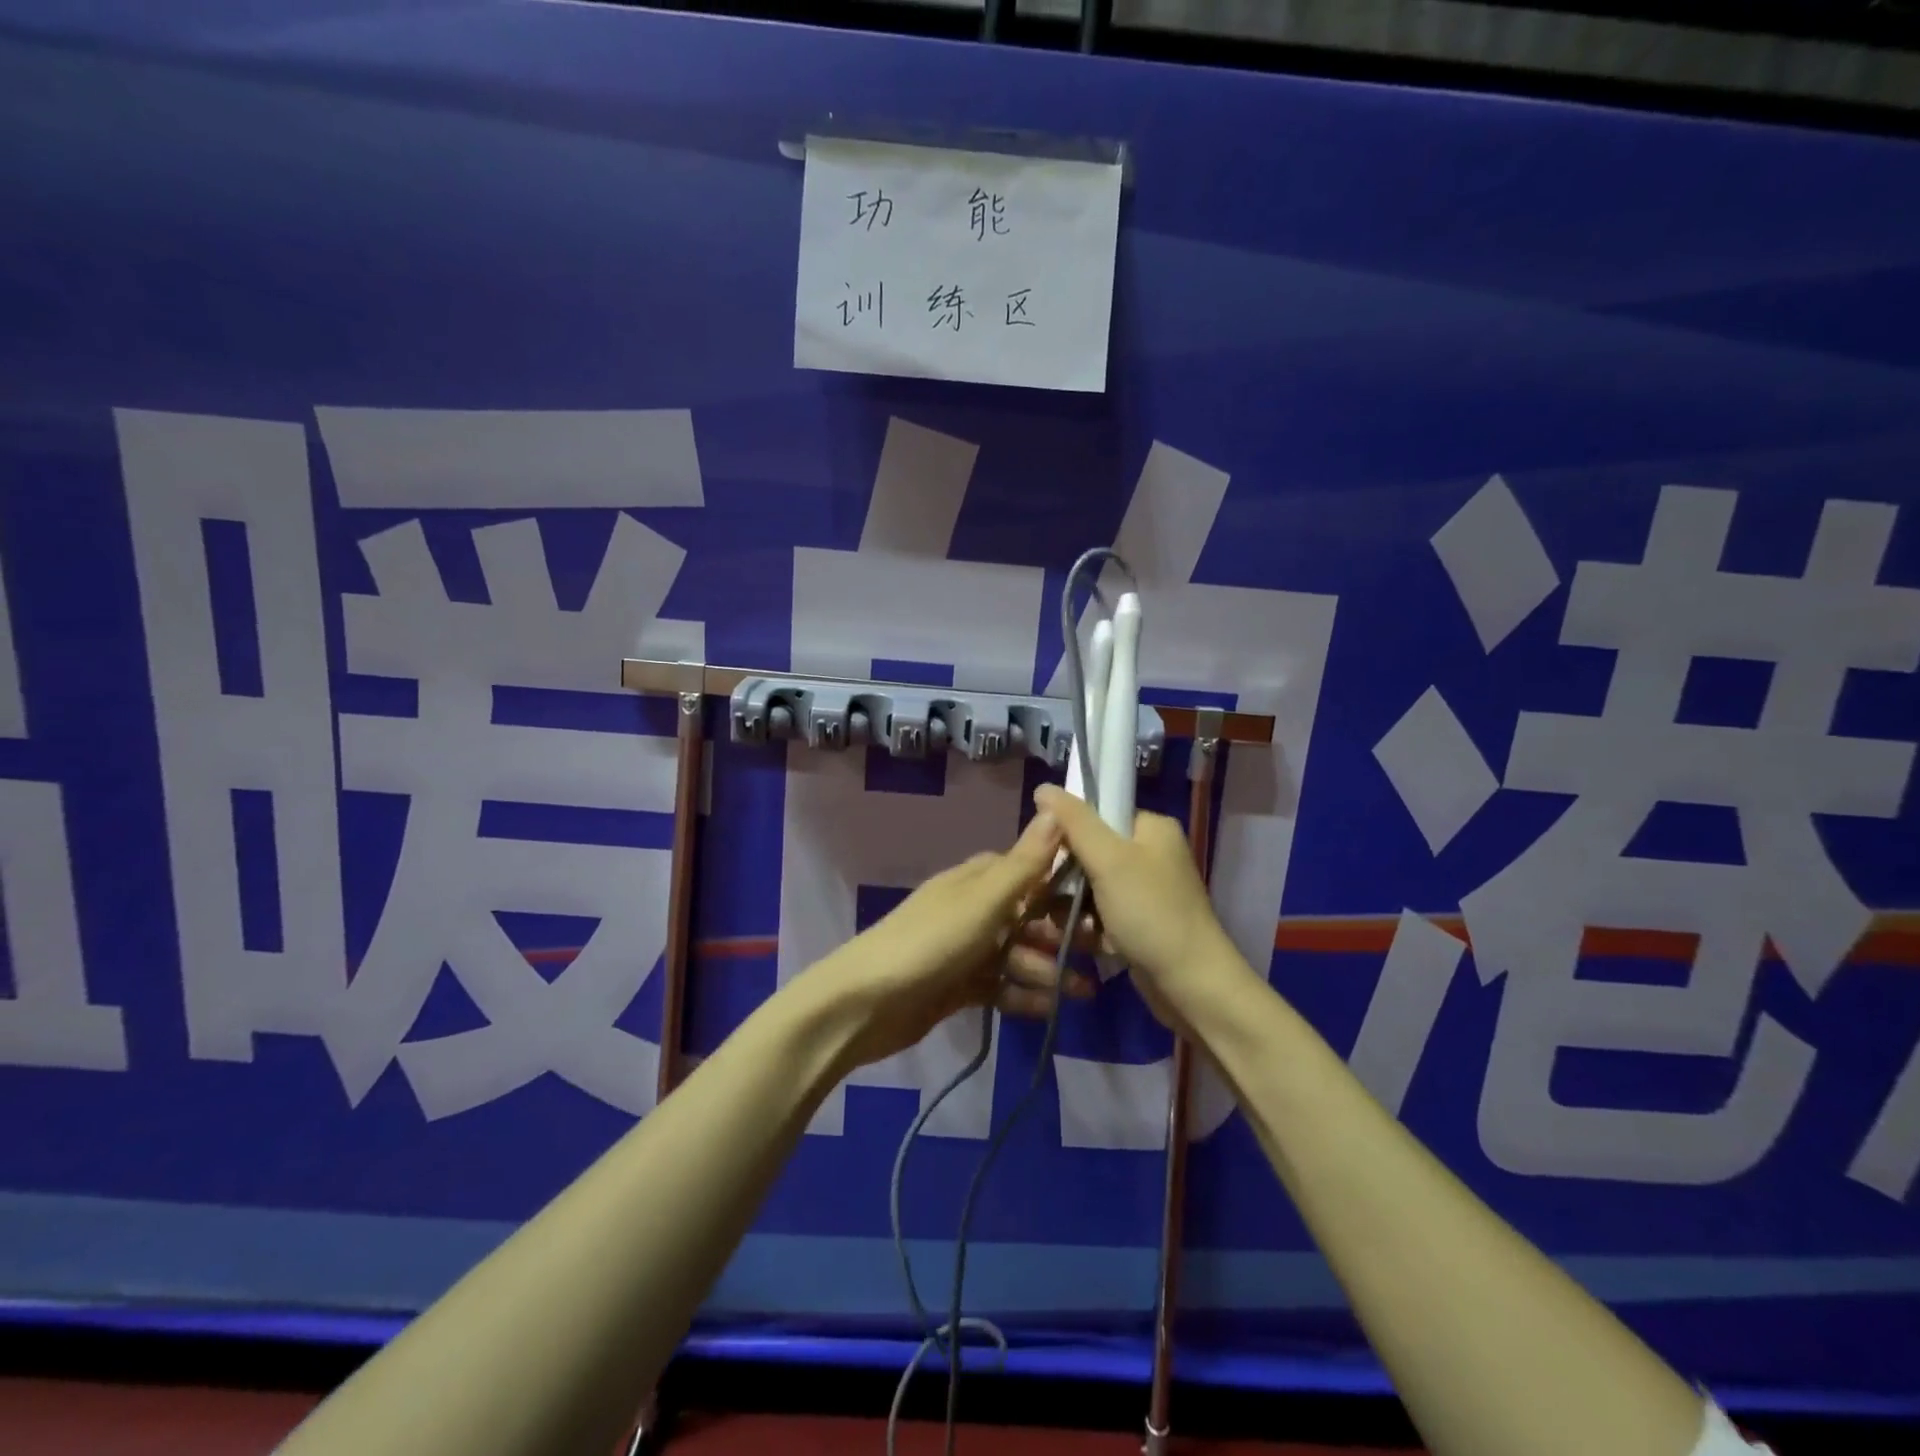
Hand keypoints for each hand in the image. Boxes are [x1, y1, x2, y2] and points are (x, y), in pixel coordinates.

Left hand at [814, 812, 1093, 1068]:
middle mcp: (973, 909)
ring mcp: (964, 949)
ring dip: (1048, 971)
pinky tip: (1050, 1011)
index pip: (1031, 871)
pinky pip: (999, 986)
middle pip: (1028, 916)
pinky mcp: (957, 986)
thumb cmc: (930, 943)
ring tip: (1083, 994)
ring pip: (1017, 954)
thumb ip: (1024, 863)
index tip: (1106, 901)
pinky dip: (1023, 996)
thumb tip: (1055, 809)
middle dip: (1062, 935)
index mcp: (978, 880)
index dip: (1066, 884)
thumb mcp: (983, 901)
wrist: (865, 1004)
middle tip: (1101, 955)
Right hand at [1032, 784, 1256, 1033]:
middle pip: (1089, 851)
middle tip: (1051, 898)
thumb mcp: (1108, 860)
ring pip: (1091, 886)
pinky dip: (1090, 927)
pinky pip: (1102, 913)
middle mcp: (1152, 853)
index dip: (1066, 833)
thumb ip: (1074, 821)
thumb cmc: (1151, 914)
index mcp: (1151, 828)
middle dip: (1067, 877)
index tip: (1045, 857)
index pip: (1096, 813)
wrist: (1192, 985)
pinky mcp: (1141, 922)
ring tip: (1065, 926)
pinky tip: (1083, 942)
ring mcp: (1147, 890)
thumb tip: (1042, 787)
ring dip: (1074, 907)